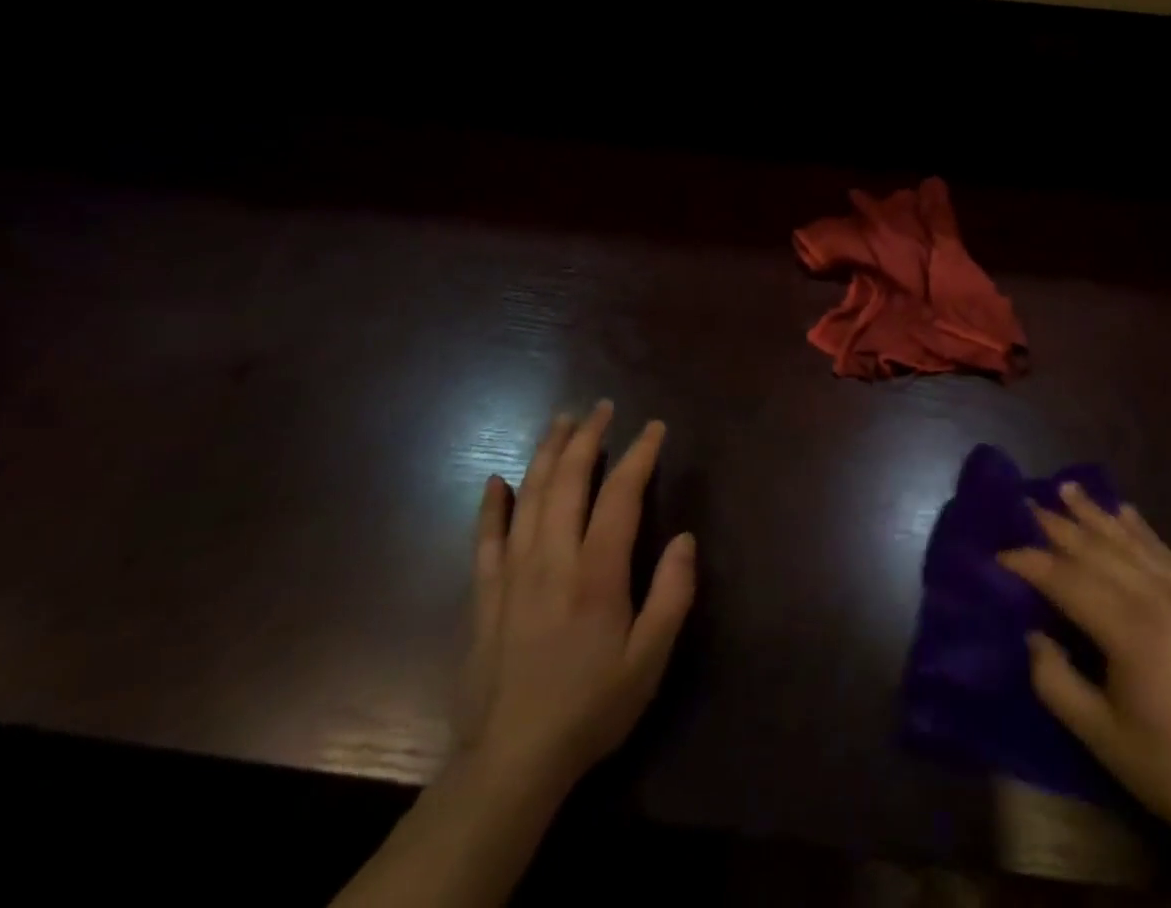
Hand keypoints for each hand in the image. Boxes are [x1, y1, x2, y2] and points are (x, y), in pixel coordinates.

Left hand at [335, 402, 695, 907]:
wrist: (510, 763)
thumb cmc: (590, 707)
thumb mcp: (649, 659)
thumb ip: (672, 595)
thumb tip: (686, 538)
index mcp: (596, 573)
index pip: (620, 495)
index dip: (639, 455)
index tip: (653, 426)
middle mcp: (552, 559)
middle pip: (568, 481)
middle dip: (587, 438)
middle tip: (601, 408)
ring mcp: (512, 574)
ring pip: (528, 497)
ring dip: (545, 454)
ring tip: (560, 422)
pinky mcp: (484, 596)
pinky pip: (485, 539)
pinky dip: (491, 506)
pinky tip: (496, 481)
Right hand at [999, 484, 1170, 857]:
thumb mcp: (1102, 738)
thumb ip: (1055, 681)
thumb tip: (1032, 635)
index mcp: (1130, 630)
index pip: (1066, 580)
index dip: (1030, 563)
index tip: (1000, 553)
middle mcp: (1161, 598)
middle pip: (1098, 549)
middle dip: (1058, 525)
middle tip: (1026, 501)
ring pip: (1133, 541)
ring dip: (1096, 513)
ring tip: (1067, 487)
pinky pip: (1169, 553)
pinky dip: (1142, 530)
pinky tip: (1126, 512)